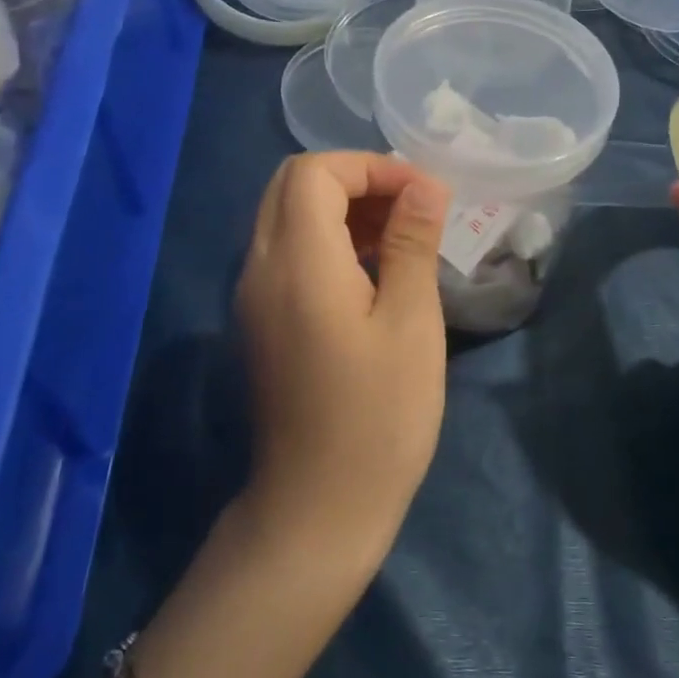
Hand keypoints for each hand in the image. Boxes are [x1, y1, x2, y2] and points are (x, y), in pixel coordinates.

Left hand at [236, 152, 451, 550]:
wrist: (317, 510)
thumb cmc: (378, 417)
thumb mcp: (410, 322)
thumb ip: (411, 242)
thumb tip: (425, 185)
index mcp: (297, 262)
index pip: (314, 172)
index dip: (370, 167)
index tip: (422, 195)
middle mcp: (261, 267)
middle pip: (292, 184)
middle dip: (354, 180)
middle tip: (410, 207)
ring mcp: (253, 295)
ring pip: (286, 216)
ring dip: (341, 208)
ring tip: (400, 235)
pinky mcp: (261, 320)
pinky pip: (286, 251)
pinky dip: (326, 238)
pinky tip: (372, 269)